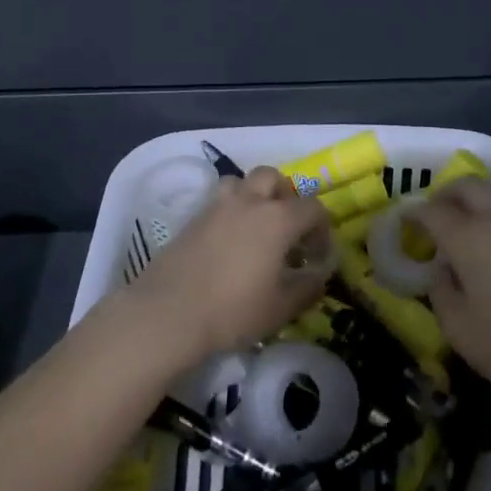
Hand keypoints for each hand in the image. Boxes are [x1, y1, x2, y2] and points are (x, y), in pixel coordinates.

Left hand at [126, 166, 330, 365]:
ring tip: (255, 226)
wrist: (169, 313)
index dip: (322, 229)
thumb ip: (307, 288)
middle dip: (286, 196)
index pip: (312, 207)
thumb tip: (319, 275)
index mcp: (278, 219)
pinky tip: (228, 242)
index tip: (317, 256)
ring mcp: (217, 206)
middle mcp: (249, 202)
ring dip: (253, 195)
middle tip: (286, 228)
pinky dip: (229, 211)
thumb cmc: (233, 310)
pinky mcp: (192, 218)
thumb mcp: (281, 308)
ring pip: (240, 182)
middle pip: (273, 177)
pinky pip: (218, 201)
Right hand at [418, 177, 490, 437]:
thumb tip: (443, 271)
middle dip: (445, 194)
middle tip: (433, 216)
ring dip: (473, 206)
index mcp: (469, 237)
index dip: (413, 213)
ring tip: (463, 237)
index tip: (402, 222)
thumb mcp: (461, 331)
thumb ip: (441, 293)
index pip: (432, 210)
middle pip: (468, 186)